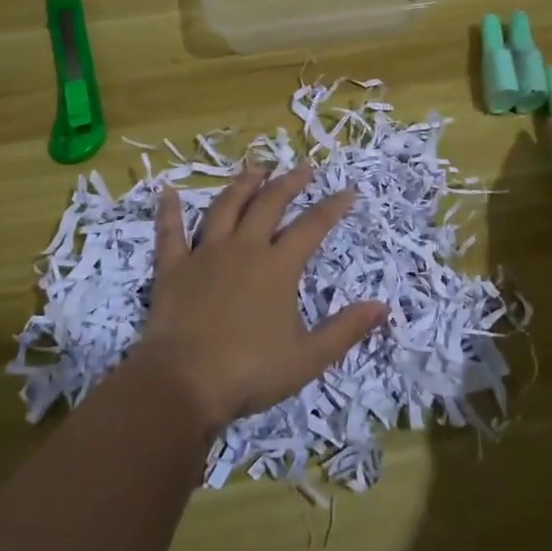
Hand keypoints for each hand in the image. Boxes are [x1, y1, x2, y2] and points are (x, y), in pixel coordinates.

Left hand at [134, 163, 387, 434]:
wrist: (183, 382)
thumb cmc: (250, 371)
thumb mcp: (308, 357)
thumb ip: (345, 329)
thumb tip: (383, 306)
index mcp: (278, 267)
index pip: (313, 226)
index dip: (333, 206)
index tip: (348, 191)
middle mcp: (244, 249)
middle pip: (269, 204)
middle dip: (289, 183)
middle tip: (302, 168)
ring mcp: (205, 254)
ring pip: (226, 207)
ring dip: (243, 185)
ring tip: (256, 168)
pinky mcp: (173, 268)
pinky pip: (170, 232)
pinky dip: (169, 211)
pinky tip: (168, 191)